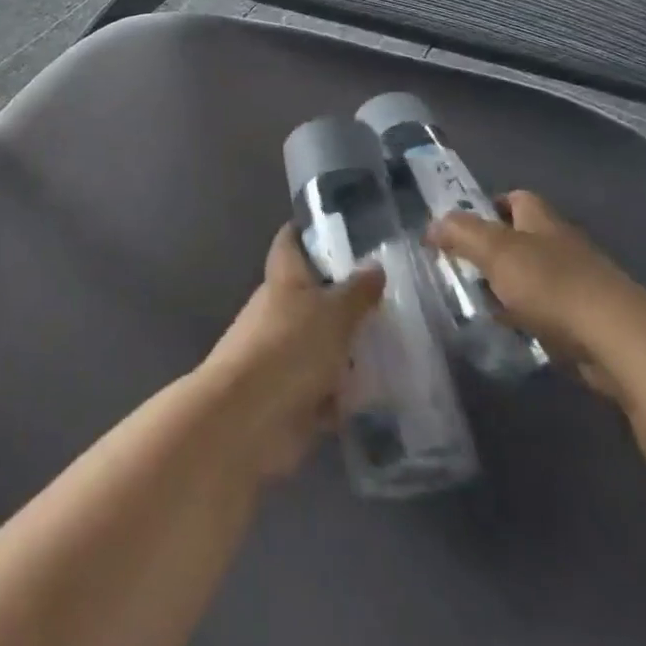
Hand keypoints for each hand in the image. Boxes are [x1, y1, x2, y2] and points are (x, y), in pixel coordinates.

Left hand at [196, 225, 385, 478]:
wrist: (248, 418)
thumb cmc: (289, 348)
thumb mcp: (334, 314)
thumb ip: (357, 292)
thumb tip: (374, 266)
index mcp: (283, 279)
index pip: (290, 242)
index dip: (307, 231)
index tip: (337, 228)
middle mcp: (278, 311)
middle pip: (312, 296)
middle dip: (345, 299)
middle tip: (390, 300)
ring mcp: (282, 354)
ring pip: (321, 344)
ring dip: (349, 349)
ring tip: (398, 348)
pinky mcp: (290, 396)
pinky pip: (325, 389)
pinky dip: (345, 393)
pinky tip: (383, 394)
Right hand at [428, 190, 645, 399]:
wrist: (620, 341)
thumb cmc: (552, 285)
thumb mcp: (495, 251)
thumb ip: (461, 233)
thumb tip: (432, 225)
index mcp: (543, 221)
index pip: (517, 198)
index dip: (491, 205)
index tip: (463, 225)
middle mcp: (564, 245)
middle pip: (525, 238)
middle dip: (495, 251)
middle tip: (462, 268)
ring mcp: (581, 283)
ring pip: (536, 276)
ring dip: (511, 288)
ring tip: (480, 304)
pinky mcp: (590, 320)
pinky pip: (550, 312)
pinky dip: (530, 318)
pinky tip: (514, 333)